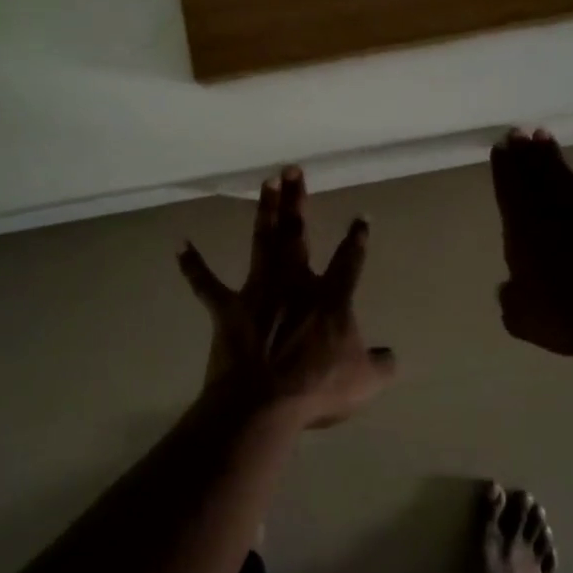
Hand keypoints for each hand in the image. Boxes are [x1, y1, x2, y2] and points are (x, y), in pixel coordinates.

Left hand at [178, 167, 396, 428]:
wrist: (263, 403)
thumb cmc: (316, 389)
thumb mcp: (363, 382)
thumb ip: (381, 365)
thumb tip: (391, 356)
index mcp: (331, 298)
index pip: (349, 261)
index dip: (357, 239)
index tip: (361, 217)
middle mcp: (295, 283)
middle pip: (298, 234)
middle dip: (297, 200)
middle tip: (292, 170)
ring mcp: (259, 292)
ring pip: (263, 242)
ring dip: (265, 211)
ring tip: (266, 183)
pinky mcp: (228, 308)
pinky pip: (206, 284)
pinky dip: (193, 266)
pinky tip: (180, 245)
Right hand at [489, 130, 572, 355]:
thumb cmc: (567, 315)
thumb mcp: (522, 318)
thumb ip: (511, 298)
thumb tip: (509, 288)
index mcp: (525, 231)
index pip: (510, 190)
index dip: (505, 168)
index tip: (501, 147)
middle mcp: (556, 213)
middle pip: (537, 175)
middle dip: (525, 154)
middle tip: (519, 133)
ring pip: (567, 177)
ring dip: (555, 157)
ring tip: (544, 138)